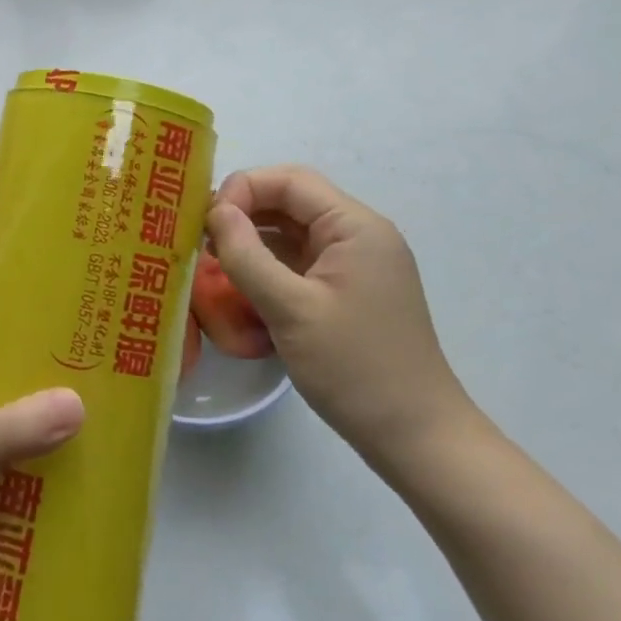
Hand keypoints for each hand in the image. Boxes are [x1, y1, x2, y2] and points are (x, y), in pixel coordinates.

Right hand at [207, 166, 477, 474]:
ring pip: (293, 231)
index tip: (206, 222)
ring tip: (214, 261)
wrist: (418, 440)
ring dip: (253, 239)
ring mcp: (355, 264)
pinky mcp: (348, 290)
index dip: (243, 189)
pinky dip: (269, 265)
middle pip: (291, 201)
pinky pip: (301, 261)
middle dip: (244, 213)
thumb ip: (247, 254)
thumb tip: (214, 210)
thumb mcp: (291, 310)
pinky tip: (242, 285)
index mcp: (355, 227)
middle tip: (202, 240)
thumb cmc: (355, 369)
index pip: (290, 181)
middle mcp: (359, 234)